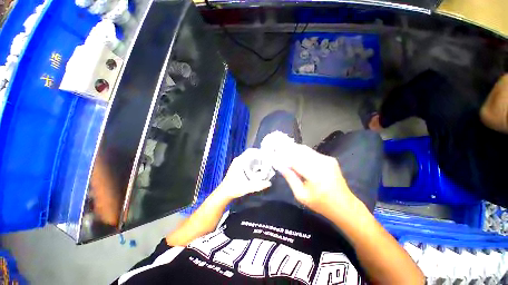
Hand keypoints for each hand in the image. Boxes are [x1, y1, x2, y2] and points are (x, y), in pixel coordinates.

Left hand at [217, 148, 271, 199]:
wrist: (224, 192)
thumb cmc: (234, 189)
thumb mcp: (247, 187)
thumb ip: (258, 186)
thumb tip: (269, 183)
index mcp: (239, 162)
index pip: (250, 151)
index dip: (258, 152)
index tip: (266, 155)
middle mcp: (238, 160)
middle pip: (250, 153)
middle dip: (259, 156)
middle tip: (267, 160)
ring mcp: (237, 162)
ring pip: (249, 157)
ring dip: (256, 159)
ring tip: (265, 163)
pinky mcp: (237, 166)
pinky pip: (247, 160)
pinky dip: (253, 162)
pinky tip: (258, 167)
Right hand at [276, 144, 357, 215]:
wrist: (344, 205)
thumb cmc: (321, 204)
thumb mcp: (301, 195)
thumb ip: (290, 178)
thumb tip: (280, 166)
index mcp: (315, 174)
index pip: (294, 159)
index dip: (283, 156)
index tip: (275, 157)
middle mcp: (322, 163)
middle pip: (300, 150)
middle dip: (288, 150)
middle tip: (279, 153)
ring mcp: (327, 159)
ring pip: (305, 150)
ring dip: (295, 151)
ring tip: (286, 155)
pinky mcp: (330, 159)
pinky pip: (312, 153)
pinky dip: (302, 154)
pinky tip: (298, 159)